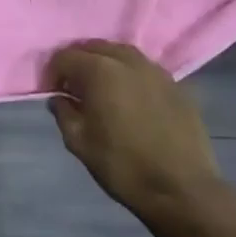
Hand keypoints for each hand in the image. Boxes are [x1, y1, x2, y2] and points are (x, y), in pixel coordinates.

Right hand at [43, 40, 219, 216]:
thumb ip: (63, 113)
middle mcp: (128, 61)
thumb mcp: (79, 142)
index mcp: (100, 71)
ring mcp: (157, 71)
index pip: (65, 56)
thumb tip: (60, 99)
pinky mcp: (178, 86)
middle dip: (79, 63)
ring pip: (122, 54)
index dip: (53, 73)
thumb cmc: (122, 165)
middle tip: (74, 89)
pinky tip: (131, 99)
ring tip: (102, 90)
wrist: (182, 189)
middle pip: (94, 47)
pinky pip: (145, 70)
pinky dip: (131, 76)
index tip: (54, 93)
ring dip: (106, 65)